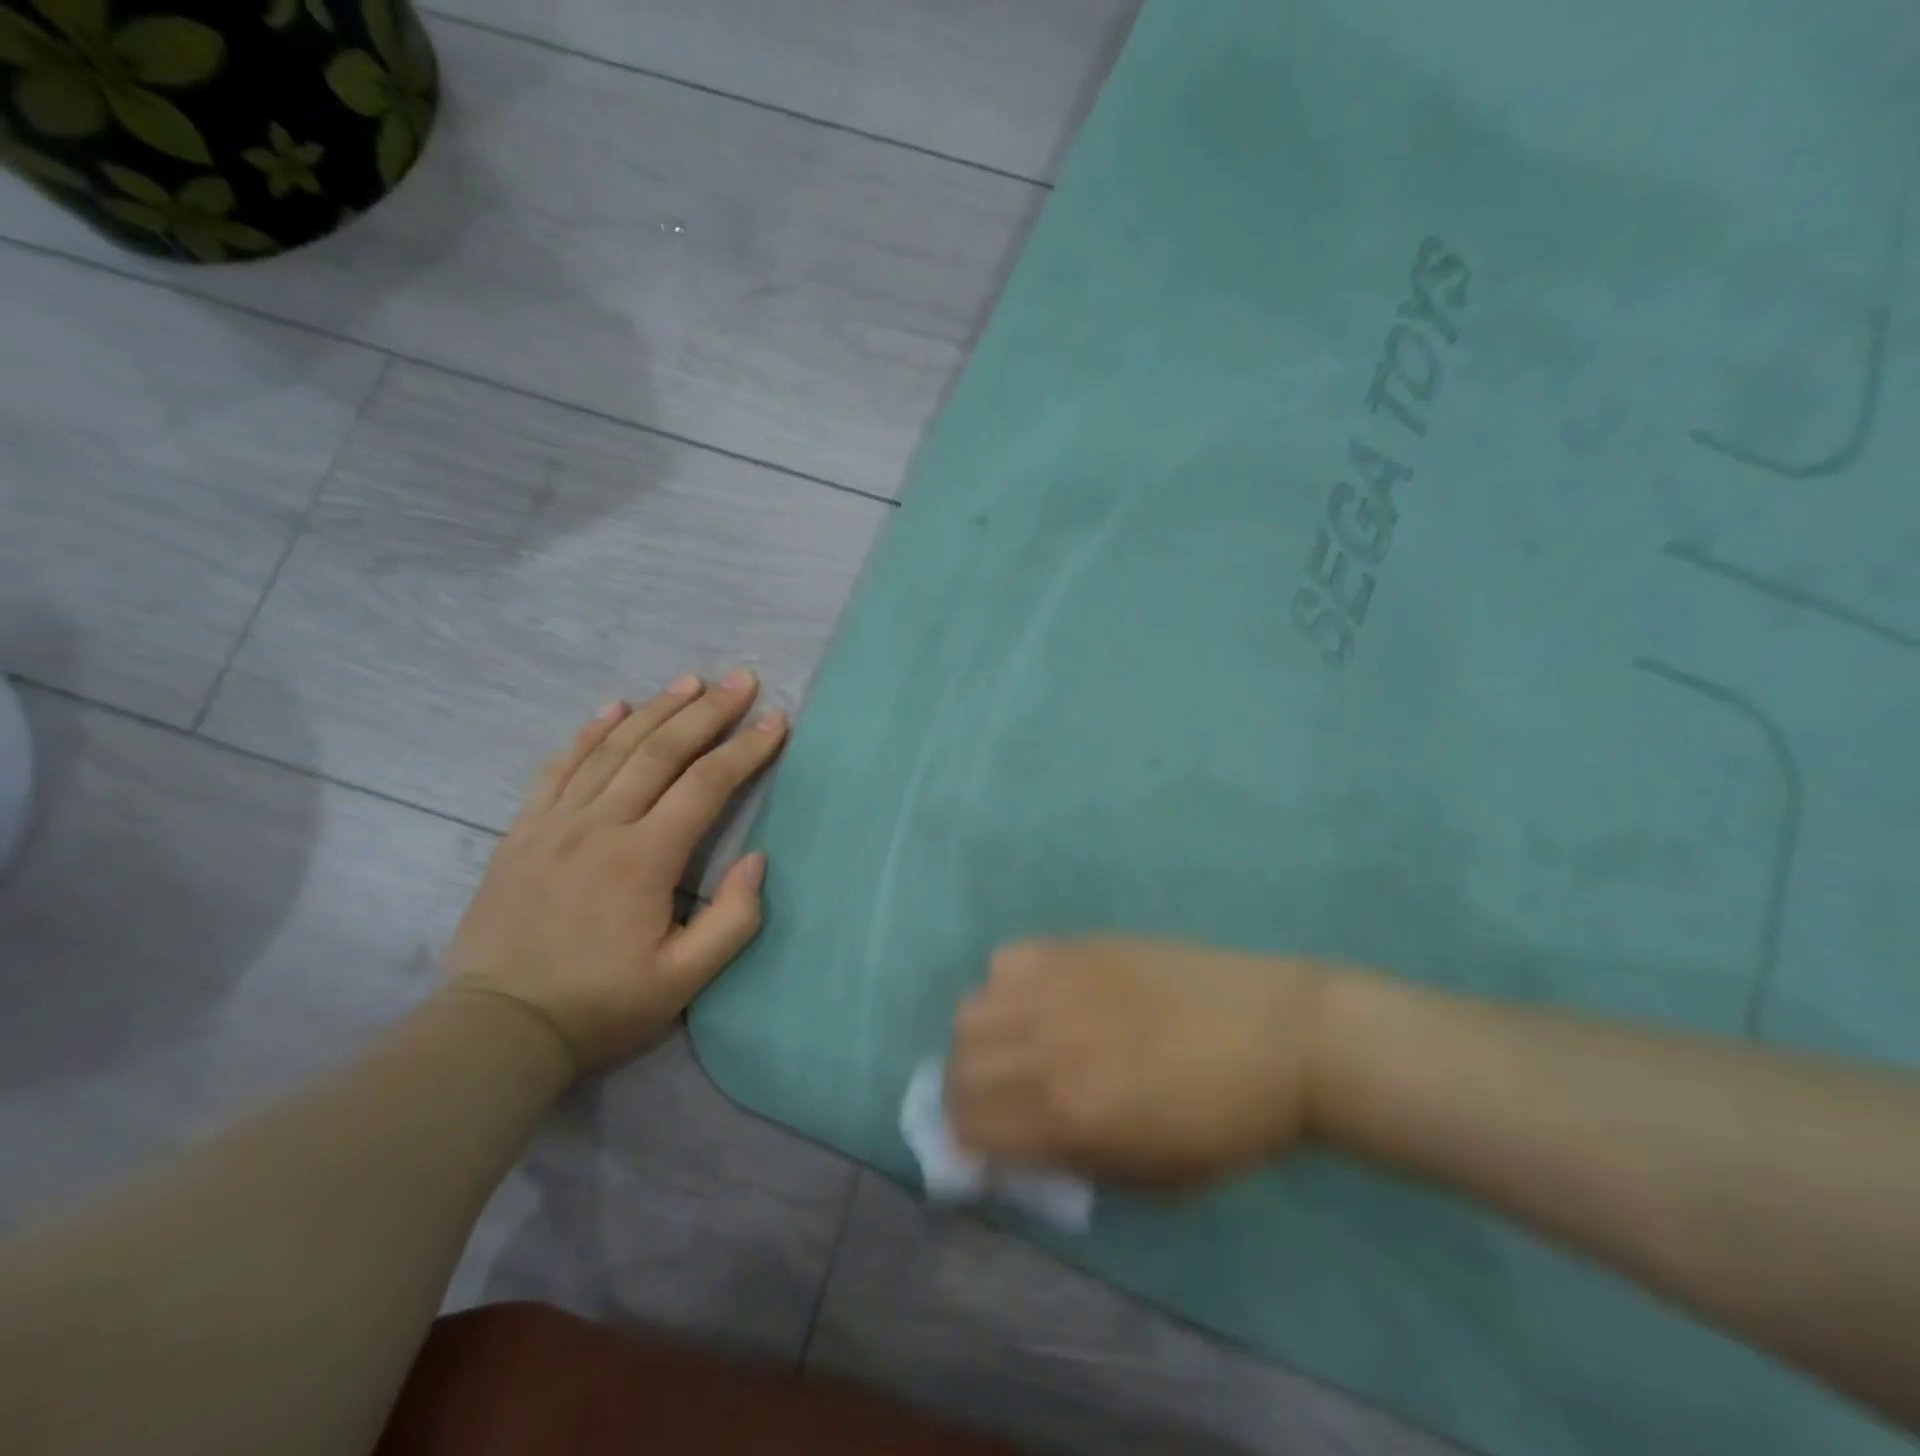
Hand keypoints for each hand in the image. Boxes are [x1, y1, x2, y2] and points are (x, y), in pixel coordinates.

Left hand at [443, 671, 786, 1076]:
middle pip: (661, 751)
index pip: (706, 786)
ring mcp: (555, 823)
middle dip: (707, 711)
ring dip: (656, 709)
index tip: (775, 721)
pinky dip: (588, 733)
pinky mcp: (522, 832)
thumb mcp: (684, 979)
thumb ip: (732, 920)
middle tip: (740, 680)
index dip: (744, 749)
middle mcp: (600, 825)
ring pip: (612, 749)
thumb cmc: (601, 1006)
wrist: (498, 1029)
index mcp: (644, 859)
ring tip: (689, 681)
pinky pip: (558, 767)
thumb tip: (757, 860)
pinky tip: (612, 708)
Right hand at [947, 938, 1336, 1189]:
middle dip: (966, 1094)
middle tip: (998, 1100)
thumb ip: (1070, 1163)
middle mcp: (1046, 1047)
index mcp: (1067, 1115)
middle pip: (958, 1066)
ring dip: (981, 1039)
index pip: (968, 1128)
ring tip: (1016, 1045)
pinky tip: (1042, 998)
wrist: (1278, 1036)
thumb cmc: (1225, 1124)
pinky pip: (1007, 960)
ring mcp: (1058, 987)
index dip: (966, 1144)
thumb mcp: (1150, 1178)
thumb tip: (1015, 1148)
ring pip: (971, 1010)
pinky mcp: (1076, 947)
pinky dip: (1008, 985)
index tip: (984, 1147)